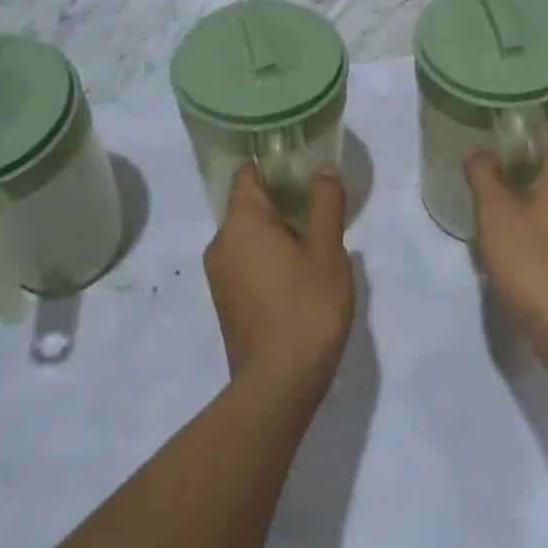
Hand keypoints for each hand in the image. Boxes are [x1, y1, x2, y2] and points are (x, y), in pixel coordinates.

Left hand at [204, 163, 352, 400]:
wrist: (277, 385)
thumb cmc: (305, 307)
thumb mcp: (327, 250)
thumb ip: (325, 203)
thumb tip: (322, 168)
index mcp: (241, 222)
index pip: (247, 174)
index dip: (273, 163)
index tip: (301, 163)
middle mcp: (221, 242)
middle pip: (248, 204)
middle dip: (281, 199)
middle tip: (319, 204)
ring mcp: (219, 275)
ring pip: (248, 235)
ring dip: (277, 231)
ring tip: (315, 240)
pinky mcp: (226, 301)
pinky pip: (246, 261)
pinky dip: (268, 256)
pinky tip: (298, 274)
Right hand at [465, 130, 547, 351]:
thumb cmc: (531, 260)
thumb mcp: (495, 212)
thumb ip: (483, 173)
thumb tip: (477, 150)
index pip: (545, 134)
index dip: (513, 136)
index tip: (485, 148)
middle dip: (516, 169)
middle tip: (483, 180)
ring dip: (525, 197)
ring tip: (492, 212)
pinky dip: (538, 221)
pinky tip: (514, 242)